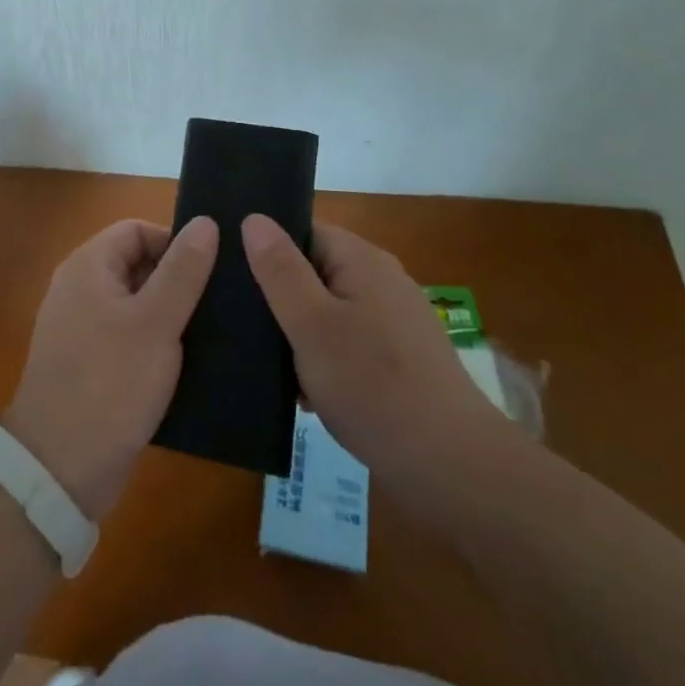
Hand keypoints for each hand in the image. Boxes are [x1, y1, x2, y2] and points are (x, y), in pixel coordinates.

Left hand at [6, 217, 217, 519]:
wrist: (60, 468)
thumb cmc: (111, 382)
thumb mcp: (157, 322)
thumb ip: (183, 270)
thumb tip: (206, 221)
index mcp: (88, 266)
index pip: (136, 230)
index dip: (174, 242)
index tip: (209, 272)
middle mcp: (79, 288)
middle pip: (136, 264)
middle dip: (176, 280)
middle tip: (217, 304)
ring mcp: (80, 328)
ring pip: (135, 304)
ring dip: (170, 314)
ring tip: (212, 331)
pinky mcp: (88, 364)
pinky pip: (128, 336)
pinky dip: (155, 343)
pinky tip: (187, 364)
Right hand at [242, 216, 509, 484]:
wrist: (452, 468)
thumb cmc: (372, 386)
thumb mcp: (311, 324)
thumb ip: (280, 270)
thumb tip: (254, 217)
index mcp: (362, 260)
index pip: (302, 232)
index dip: (267, 249)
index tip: (232, 275)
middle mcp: (382, 281)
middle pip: (315, 271)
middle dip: (279, 298)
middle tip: (241, 324)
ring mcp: (395, 322)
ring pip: (328, 312)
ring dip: (299, 334)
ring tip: (264, 363)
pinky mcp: (401, 360)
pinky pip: (348, 344)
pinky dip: (324, 361)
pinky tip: (302, 394)